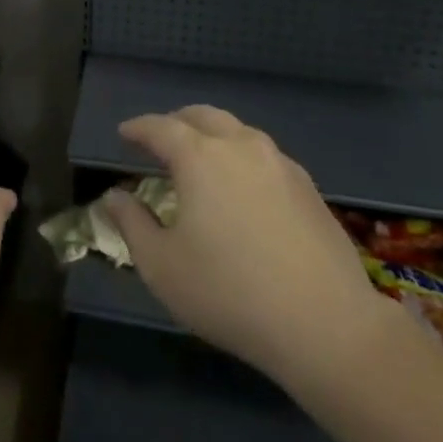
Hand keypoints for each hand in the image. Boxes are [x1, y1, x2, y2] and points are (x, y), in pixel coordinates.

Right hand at [104, 106, 402, 404]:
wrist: (327, 325)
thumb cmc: (229, 293)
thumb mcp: (162, 266)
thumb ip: (132, 224)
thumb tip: (115, 196)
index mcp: (199, 157)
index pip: (160, 127)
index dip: (138, 128)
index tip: (124, 134)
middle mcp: (240, 146)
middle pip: (202, 116)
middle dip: (176, 122)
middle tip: (159, 141)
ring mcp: (280, 164)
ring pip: (238, 131)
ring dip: (212, 136)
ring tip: (200, 160)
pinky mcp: (309, 187)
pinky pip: (264, 155)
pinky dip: (242, 157)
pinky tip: (242, 187)